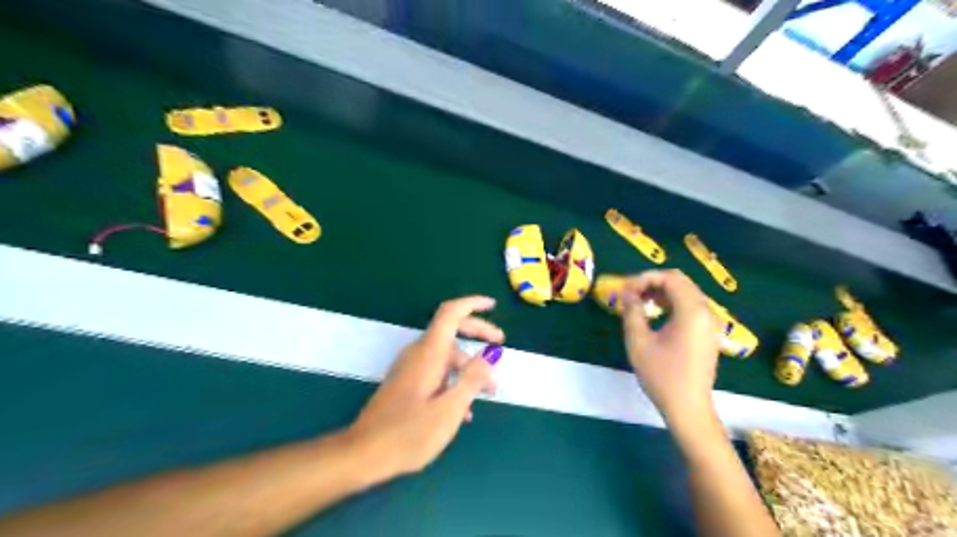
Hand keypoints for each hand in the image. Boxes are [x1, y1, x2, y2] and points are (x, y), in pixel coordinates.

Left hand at [347, 299, 504, 478]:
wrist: (363, 454)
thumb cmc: (409, 434)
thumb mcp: (450, 409)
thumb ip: (472, 378)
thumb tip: (492, 352)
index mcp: (429, 353)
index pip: (451, 313)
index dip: (472, 304)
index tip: (493, 305)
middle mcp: (418, 354)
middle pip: (451, 330)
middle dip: (478, 334)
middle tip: (501, 345)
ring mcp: (410, 368)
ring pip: (446, 355)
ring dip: (469, 367)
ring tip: (488, 392)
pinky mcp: (406, 382)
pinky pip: (436, 371)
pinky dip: (453, 380)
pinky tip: (463, 408)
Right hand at [621, 271, 717, 424]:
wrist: (688, 408)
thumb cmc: (661, 375)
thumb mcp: (638, 341)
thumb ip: (631, 311)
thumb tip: (626, 292)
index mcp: (692, 311)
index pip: (670, 278)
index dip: (645, 278)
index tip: (626, 290)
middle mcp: (706, 311)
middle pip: (680, 282)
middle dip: (653, 282)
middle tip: (631, 293)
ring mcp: (710, 323)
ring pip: (687, 293)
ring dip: (662, 292)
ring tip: (640, 302)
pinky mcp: (709, 333)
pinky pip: (691, 306)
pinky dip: (673, 303)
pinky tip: (656, 314)